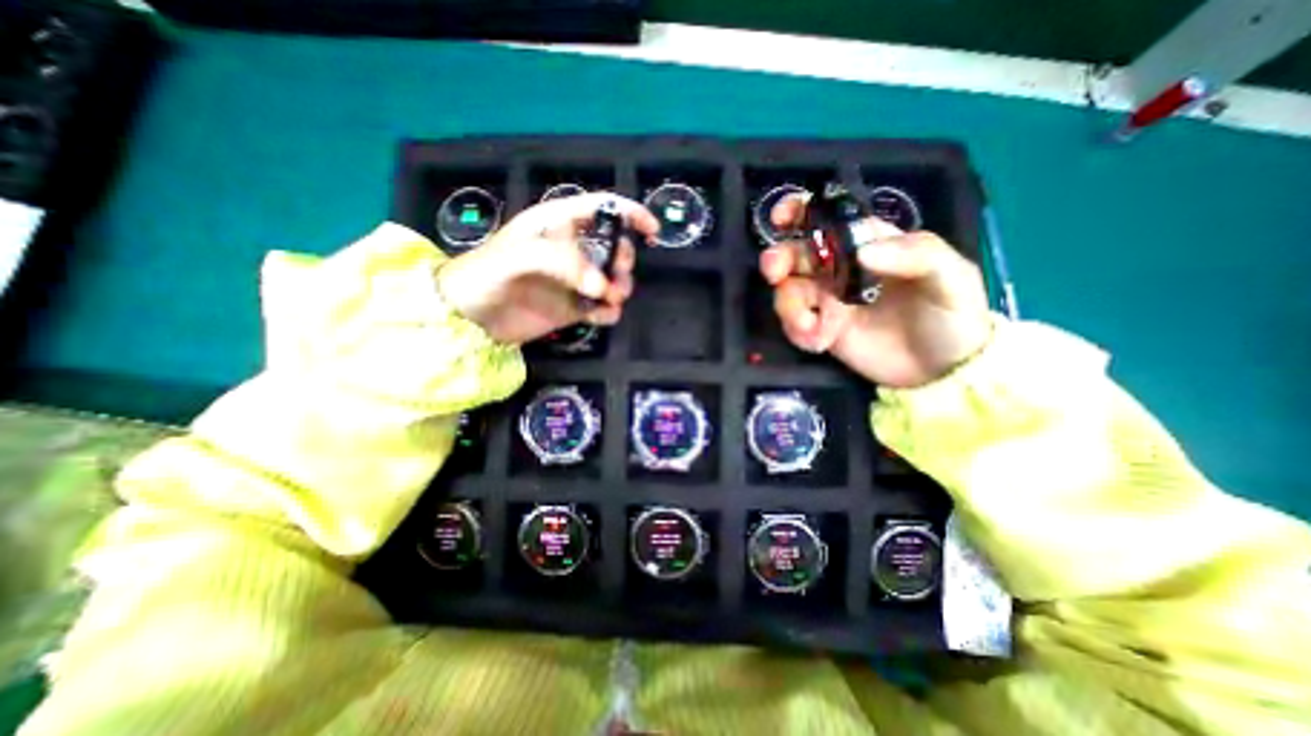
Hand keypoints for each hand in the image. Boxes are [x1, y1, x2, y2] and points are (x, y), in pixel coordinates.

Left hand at [438, 193, 661, 345]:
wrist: (468, 319)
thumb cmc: (485, 276)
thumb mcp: (516, 256)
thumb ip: (561, 262)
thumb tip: (603, 287)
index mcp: (558, 224)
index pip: (601, 208)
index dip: (630, 214)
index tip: (652, 231)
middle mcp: (571, 250)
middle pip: (615, 246)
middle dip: (622, 261)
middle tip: (614, 279)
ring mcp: (575, 281)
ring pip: (614, 279)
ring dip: (620, 288)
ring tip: (608, 301)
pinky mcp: (575, 308)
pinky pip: (604, 308)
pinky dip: (609, 312)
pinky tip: (601, 317)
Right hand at [766, 195, 989, 391]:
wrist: (942, 372)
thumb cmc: (952, 316)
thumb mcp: (952, 278)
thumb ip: (916, 255)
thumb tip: (862, 251)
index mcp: (869, 243)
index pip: (829, 220)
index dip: (800, 212)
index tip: (782, 217)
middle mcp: (841, 269)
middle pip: (797, 254)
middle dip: (779, 259)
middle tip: (775, 273)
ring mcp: (828, 301)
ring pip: (789, 291)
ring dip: (789, 305)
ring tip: (810, 327)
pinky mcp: (820, 330)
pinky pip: (794, 325)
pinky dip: (797, 331)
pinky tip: (818, 342)